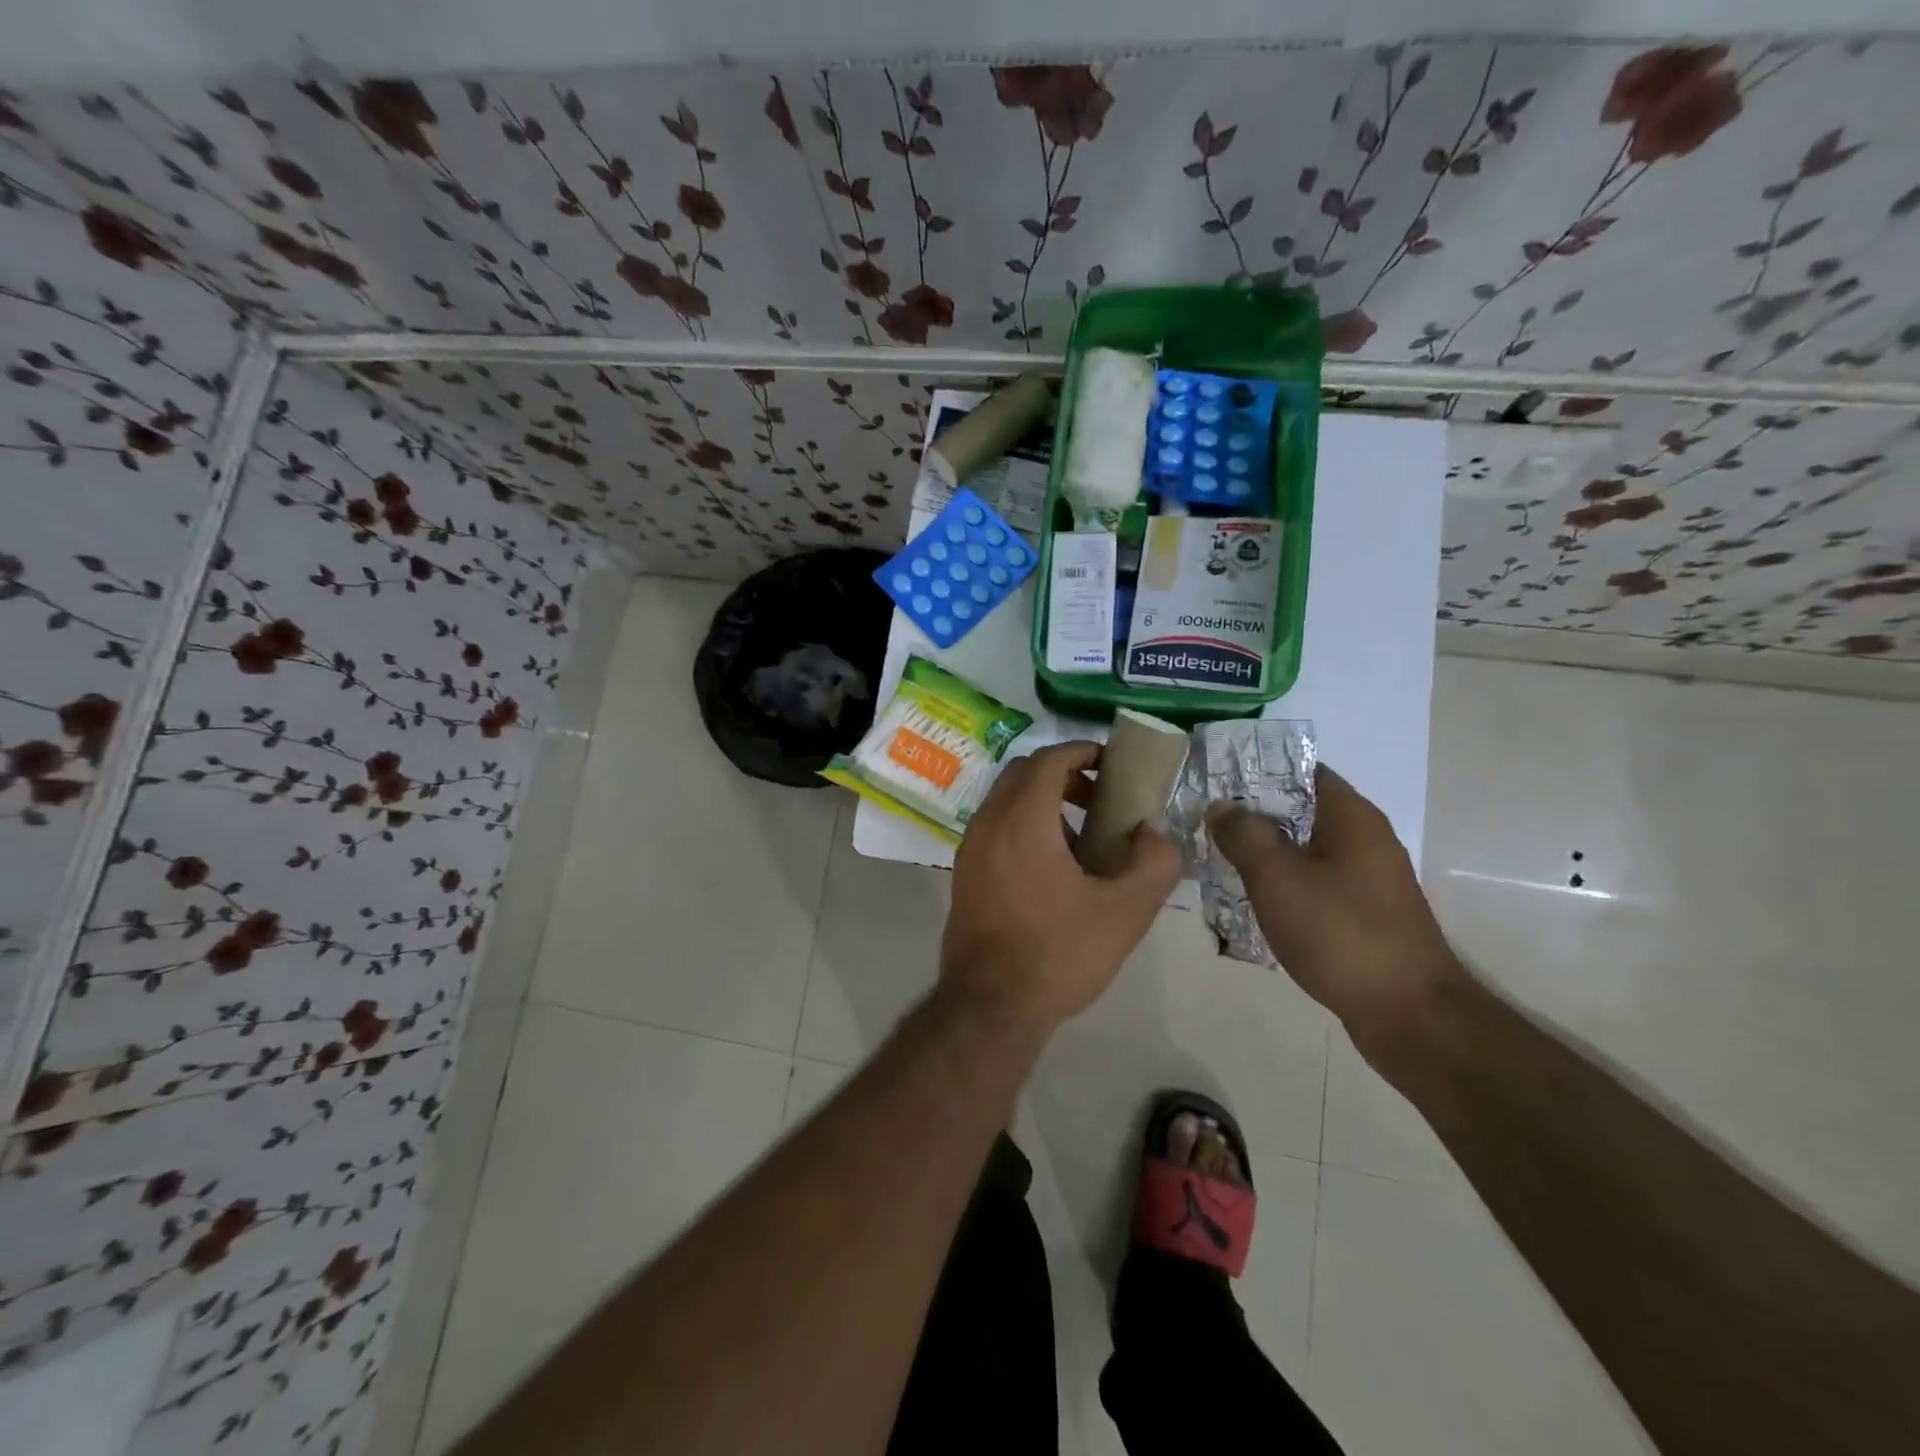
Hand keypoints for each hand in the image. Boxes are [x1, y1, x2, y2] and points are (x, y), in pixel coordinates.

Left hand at [941, 740, 1182, 1033]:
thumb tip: (1153, 832)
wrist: (989, 1006)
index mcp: (1022, 819)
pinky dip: (1024, 826)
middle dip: (1063, 773)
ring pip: (1006, 802)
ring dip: (1043, 802)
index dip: (1082, 751)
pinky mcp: (964, 875)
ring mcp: (969, 849)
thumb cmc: (1058, 952)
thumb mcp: (1125, 911)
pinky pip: (995, 829)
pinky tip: (1054, 870)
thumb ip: (1154, 862)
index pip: (1049, 759)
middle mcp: (988, 823)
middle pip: (1022, 774)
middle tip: (1100, 797)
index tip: (1111, 761)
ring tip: (1084, 838)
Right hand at [1209, 765, 1465, 1063]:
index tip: (1213, 780)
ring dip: (1263, 852)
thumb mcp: (1278, 878)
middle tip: (1203, 822)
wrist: (1409, 1015)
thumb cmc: (1341, 934)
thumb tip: (1221, 807)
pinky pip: (1314, 882)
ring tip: (1216, 858)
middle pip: (1299, 810)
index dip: (1255, 771)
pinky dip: (1282, 884)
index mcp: (1350, 816)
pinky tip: (1250, 899)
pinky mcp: (1363, 912)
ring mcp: (1367, 878)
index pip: (1300, 770)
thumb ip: (1244, 835)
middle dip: (1251, 815)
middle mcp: (1364, 838)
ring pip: (1303, 850)